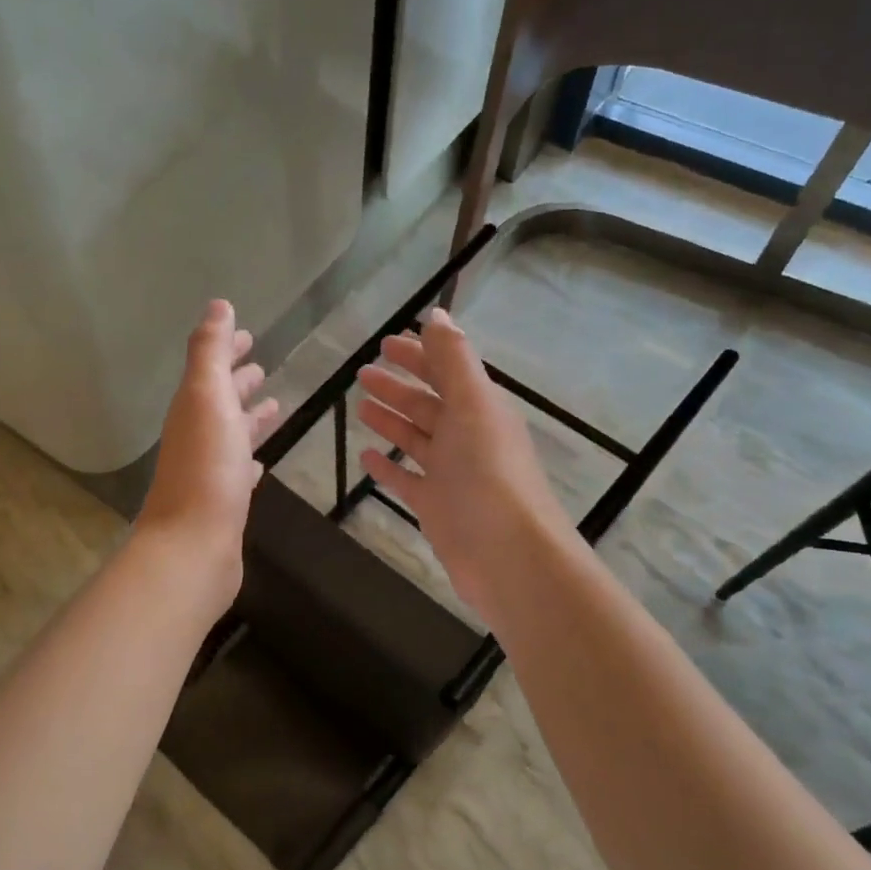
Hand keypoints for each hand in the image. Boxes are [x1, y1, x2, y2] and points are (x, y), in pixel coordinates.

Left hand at [138, 301, 279, 594]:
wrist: (193, 548)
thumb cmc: (206, 469)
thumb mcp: (207, 399)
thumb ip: (210, 352)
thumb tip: (218, 305)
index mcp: (193, 409)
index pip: (211, 370)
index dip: (227, 350)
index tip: (248, 336)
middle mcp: (198, 437)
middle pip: (220, 401)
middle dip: (239, 382)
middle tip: (262, 368)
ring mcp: (210, 472)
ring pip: (232, 435)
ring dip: (249, 419)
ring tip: (276, 406)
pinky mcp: (224, 504)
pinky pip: (238, 472)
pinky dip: (250, 460)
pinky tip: (261, 463)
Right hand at [355, 308, 572, 614]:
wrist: (510, 556)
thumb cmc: (489, 474)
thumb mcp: (473, 405)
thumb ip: (454, 359)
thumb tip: (437, 313)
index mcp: (481, 408)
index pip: (447, 370)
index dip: (419, 354)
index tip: (386, 342)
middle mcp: (467, 437)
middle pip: (428, 404)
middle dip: (398, 386)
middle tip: (362, 373)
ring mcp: (451, 474)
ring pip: (416, 439)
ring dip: (391, 421)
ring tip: (360, 406)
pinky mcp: (437, 507)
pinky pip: (407, 480)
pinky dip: (387, 467)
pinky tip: (365, 456)